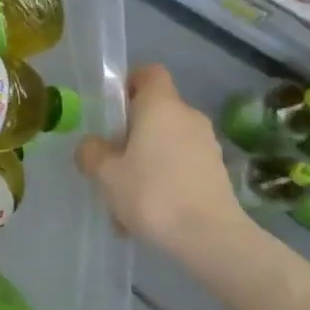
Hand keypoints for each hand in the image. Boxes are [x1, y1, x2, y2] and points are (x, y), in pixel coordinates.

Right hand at [76, 64, 250, 255]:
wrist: (209, 236)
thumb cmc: (152, 193)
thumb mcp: (106, 174)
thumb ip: (92, 152)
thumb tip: (92, 145)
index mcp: (161, 105)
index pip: (149, 73)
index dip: (129, 82)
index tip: (111, 107)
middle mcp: (188, 116)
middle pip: (156, 111)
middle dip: (131, 132)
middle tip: (110, 161)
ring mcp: (207, 144)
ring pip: (167, 142)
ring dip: (146, 161)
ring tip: (126, 199)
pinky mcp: (216, 171)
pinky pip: (181, 166)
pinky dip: (164, 180)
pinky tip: (149, 214)